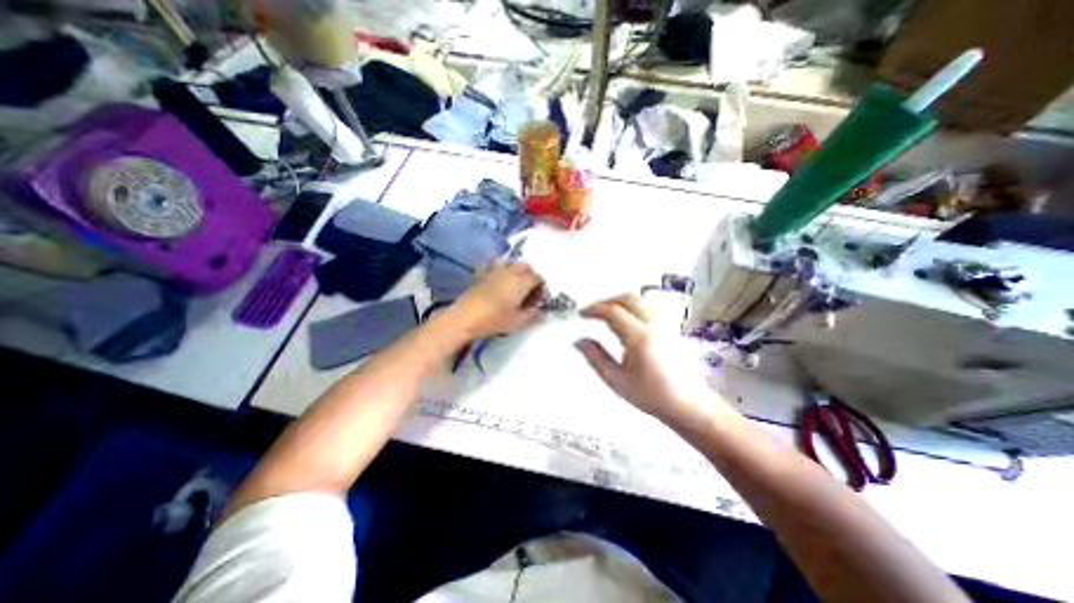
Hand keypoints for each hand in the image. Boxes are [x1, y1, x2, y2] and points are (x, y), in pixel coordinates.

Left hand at [450, 262, 545, 340]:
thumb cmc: (494, 319)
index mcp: (521, 282)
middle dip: (530, 275)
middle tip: (529, 289)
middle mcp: (510, 272)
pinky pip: (493, 265)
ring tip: (514, 281)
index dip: (541, 286)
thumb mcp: (517, 321)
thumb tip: (542, 313)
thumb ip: (532, 315)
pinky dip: (499, 268)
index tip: (539, 297)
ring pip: (510, 262)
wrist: (465, 317)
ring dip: (516, 268)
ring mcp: (494, 270)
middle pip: (525, 266)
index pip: (537, 278)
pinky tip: (497, 278)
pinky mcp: (481, 273)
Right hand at [575, 296, 734, 427]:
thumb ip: (596, 358)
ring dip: (623, 299)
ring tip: (611, 307)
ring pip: (643, 299)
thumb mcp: (617, 381)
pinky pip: (654, 305)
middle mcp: (655, 326)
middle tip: (594, 309)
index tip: (583, 313)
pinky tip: (633, 313)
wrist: (688, 405)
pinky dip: (638, 303)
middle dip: (607, 300)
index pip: (613, 312)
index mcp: (639, 338)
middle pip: (629, 299)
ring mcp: (667, 325)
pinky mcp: (673, 328)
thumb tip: (580, 342)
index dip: (594, 309)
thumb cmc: (654, 396)